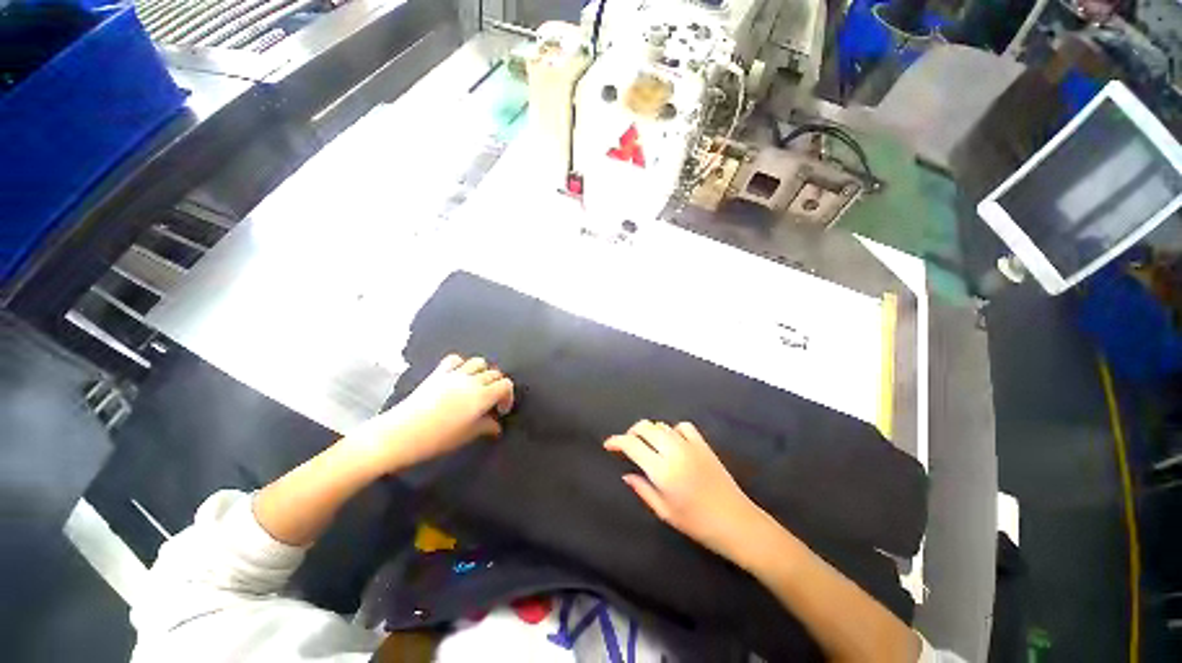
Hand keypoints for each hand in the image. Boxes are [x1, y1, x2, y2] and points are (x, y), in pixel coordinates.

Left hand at [347, 355, 514, 472]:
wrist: (401, 433)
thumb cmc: (438, 438)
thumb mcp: (467, 435)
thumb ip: (486, 427)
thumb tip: (496, 426)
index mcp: (483, 395)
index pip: (505, 385)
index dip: (508, 396)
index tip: (501, 410)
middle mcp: (472, 380)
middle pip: (495, 373)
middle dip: (497, 385)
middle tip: (491, 401)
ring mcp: (454, 374)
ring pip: (478, 362)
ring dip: (483, 372)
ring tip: (477, 385)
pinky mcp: (438, 373)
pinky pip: (455, 360)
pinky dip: (461, 364)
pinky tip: (458, 376)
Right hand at [604, 420, 762, 561]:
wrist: (736, 522)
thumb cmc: (697, 523)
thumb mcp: (665, 512)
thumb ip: (643, 490)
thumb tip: (627, 475)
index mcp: (661, 470)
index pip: (632, 445)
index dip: (617, 441)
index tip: (609, 445)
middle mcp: (673, 451)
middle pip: (645, 427)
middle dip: (631, 432)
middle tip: (627, 444)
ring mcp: (690, 445)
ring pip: (662, 425)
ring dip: (650, 431)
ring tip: (648, 444)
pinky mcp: (703, 444)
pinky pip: (683, 426)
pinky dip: (673, 430)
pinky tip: (672, 441)